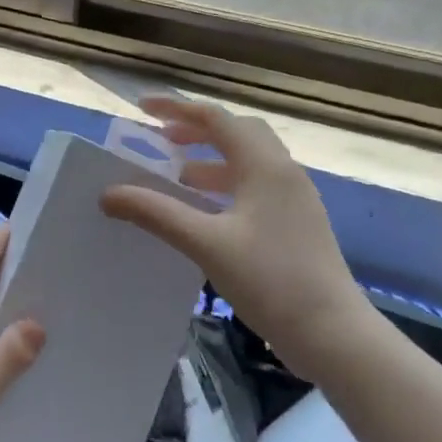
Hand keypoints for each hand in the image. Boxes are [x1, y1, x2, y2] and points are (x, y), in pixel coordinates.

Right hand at [101, 96, 372, 365]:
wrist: (333, 333)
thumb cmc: (270, 280)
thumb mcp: (206, 243)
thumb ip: (156, 213)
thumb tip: (108, 194)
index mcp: (264, 165)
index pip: (215, 119)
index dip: (176, 108)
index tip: (142, 108)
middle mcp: (283, 172)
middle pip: (236, 133)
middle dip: (197, 130)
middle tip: (161, 139)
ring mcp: (295, 198)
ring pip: (248, 161)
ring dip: (211, 159)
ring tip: (177, 175)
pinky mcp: (297, 223)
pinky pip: (256, 186)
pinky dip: (226, 185)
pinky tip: (207, 211)